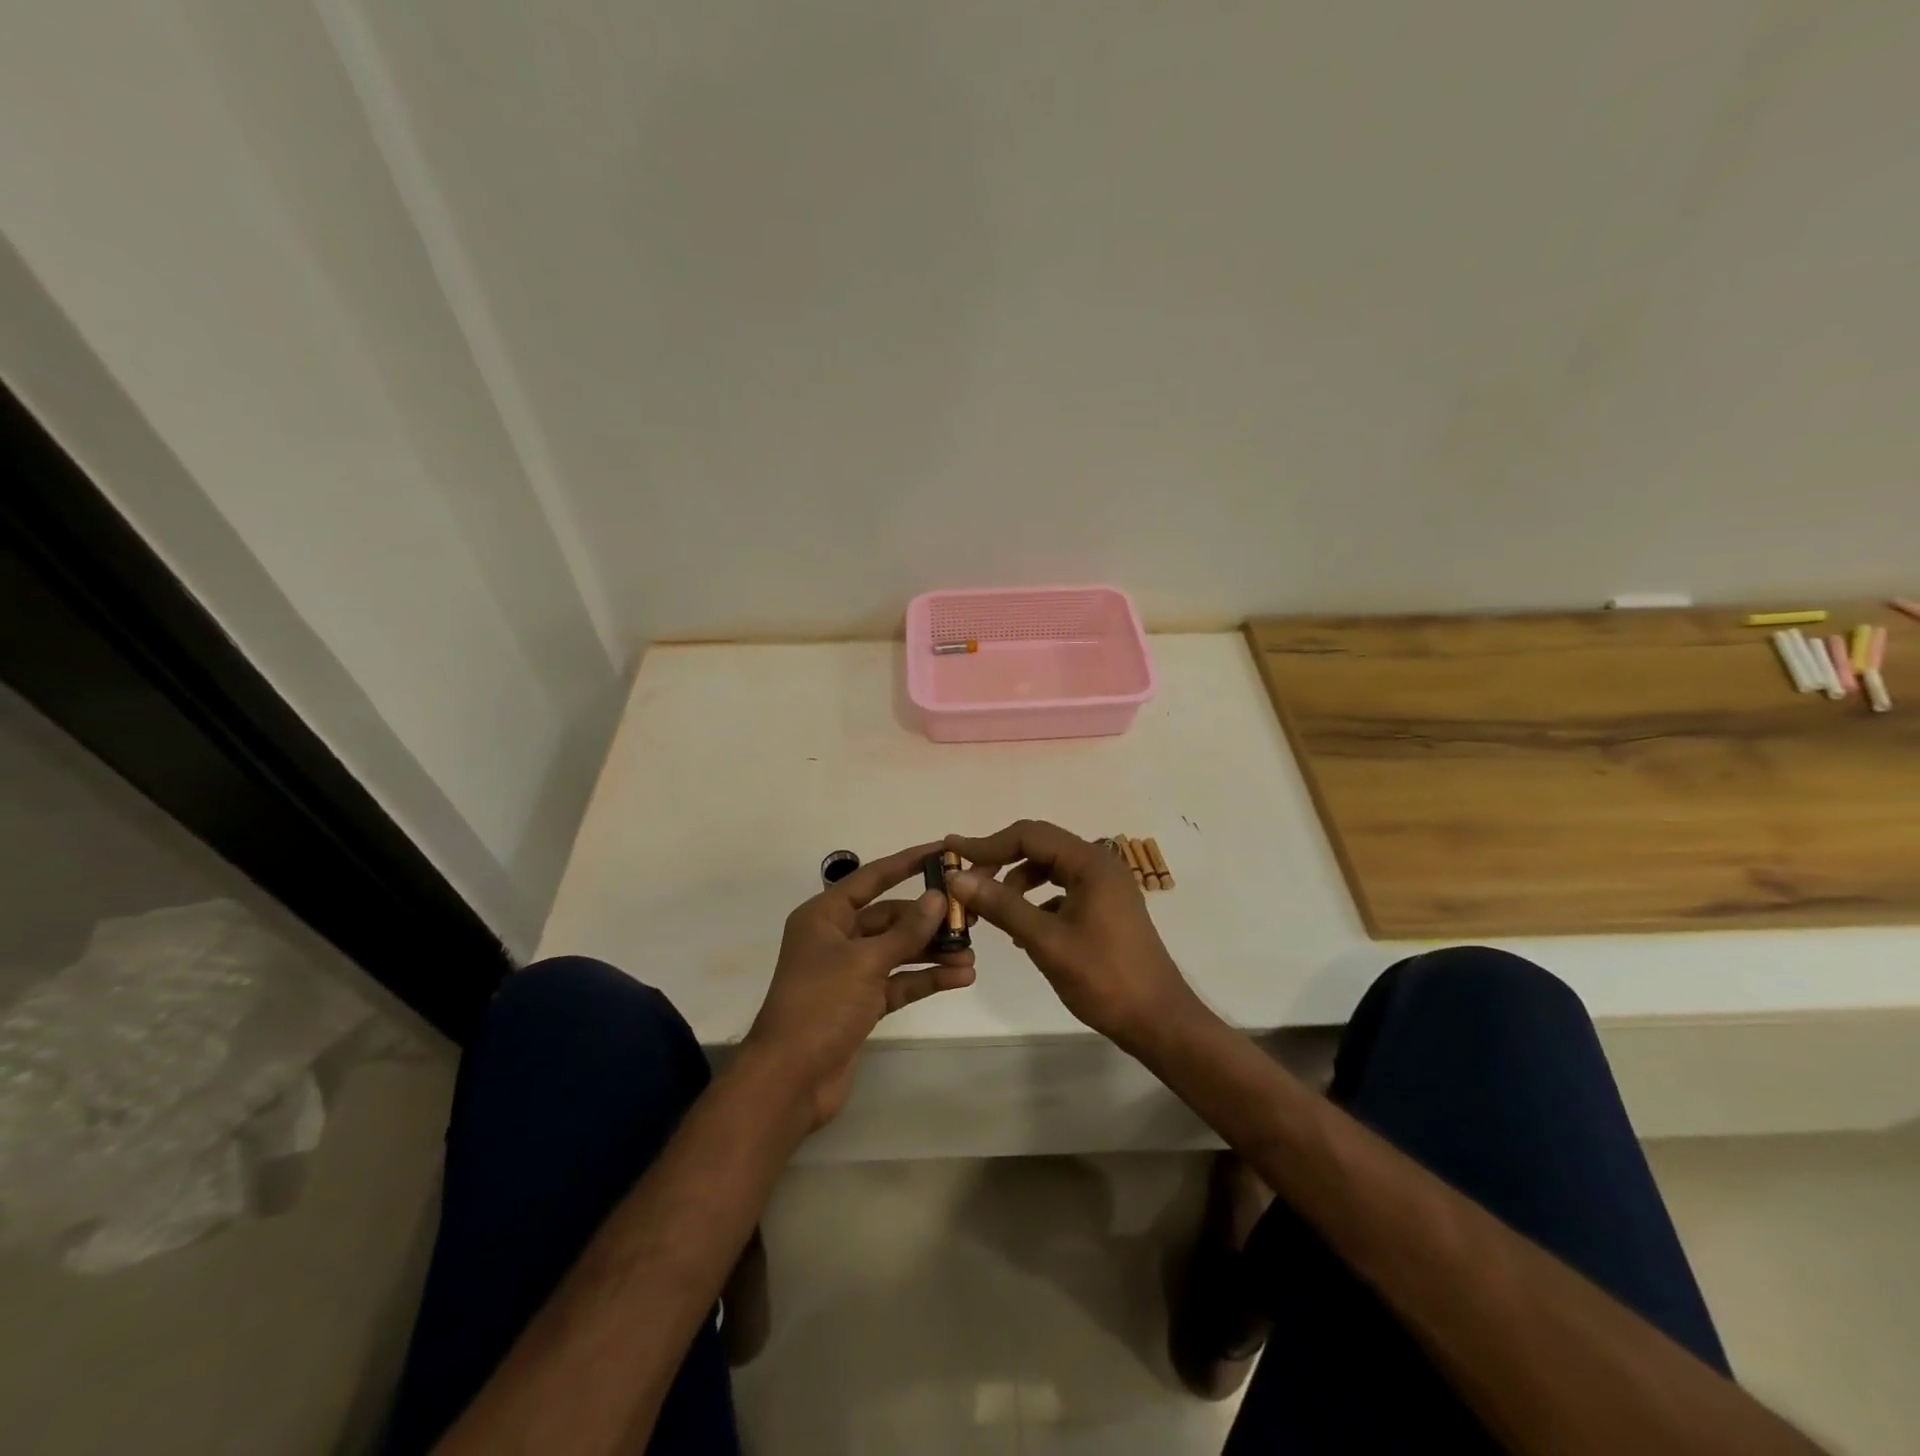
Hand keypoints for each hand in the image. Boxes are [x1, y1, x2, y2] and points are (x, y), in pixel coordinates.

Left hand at [743, 844, 976, 1130]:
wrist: (790, 1080)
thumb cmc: (821, 1005)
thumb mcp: (865, 962)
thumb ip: (906, 931)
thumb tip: (938, 897)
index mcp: (824, 916)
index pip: (872, 878)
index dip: (907, 863)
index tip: (942, 852)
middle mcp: (836, 938)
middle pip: (889, 917)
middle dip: (928, 919)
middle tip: (970, 915)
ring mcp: (849, 972)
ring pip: (898, 951)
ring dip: (932, 951)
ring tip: (971, 953)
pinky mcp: (861, 1004)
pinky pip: (898, 982)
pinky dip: (925, 979)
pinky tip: (959, 977)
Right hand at [945, 820, 1207, 1053]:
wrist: (1158, 1021)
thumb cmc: (1104, 978)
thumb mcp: (1045, 941)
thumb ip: (1002, 905)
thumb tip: (957, 878)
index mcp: (1090, 863)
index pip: (1029, 835)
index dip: (987, 843)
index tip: (952, 852)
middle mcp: (1099, 865)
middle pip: (1039, 847)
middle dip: (1000, 861)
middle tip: (965, 881)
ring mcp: (1105, 886)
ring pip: (1050, 869)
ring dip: (1017, 883)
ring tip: (990, 910)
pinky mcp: (1105, 908)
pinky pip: (1062, 890)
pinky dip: (1036, 901)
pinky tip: (1020, 930)